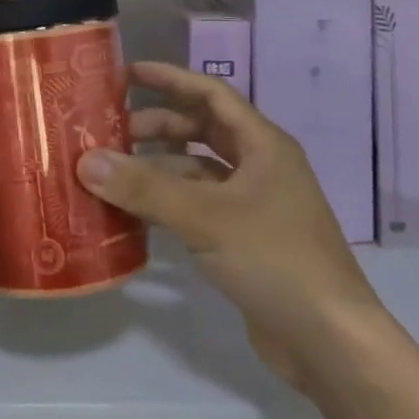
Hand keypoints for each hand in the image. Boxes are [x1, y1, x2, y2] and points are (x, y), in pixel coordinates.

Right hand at [76, 61, 379, 390]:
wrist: (332, 344)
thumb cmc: (275, 259)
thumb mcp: (206, 217)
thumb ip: (145, 188)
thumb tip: (86, 160)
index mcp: (262, 144)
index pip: (210, 93)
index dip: (169, 79)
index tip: (127, 74)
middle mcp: (260, 166)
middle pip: (202, 129)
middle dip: (159, 125)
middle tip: (113, 130)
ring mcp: (255, 205)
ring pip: (199, 170)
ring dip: (161, 166)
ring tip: (115, 171)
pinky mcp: (247, 241)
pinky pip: (200, 206)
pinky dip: (170, 203)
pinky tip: (136, 213)